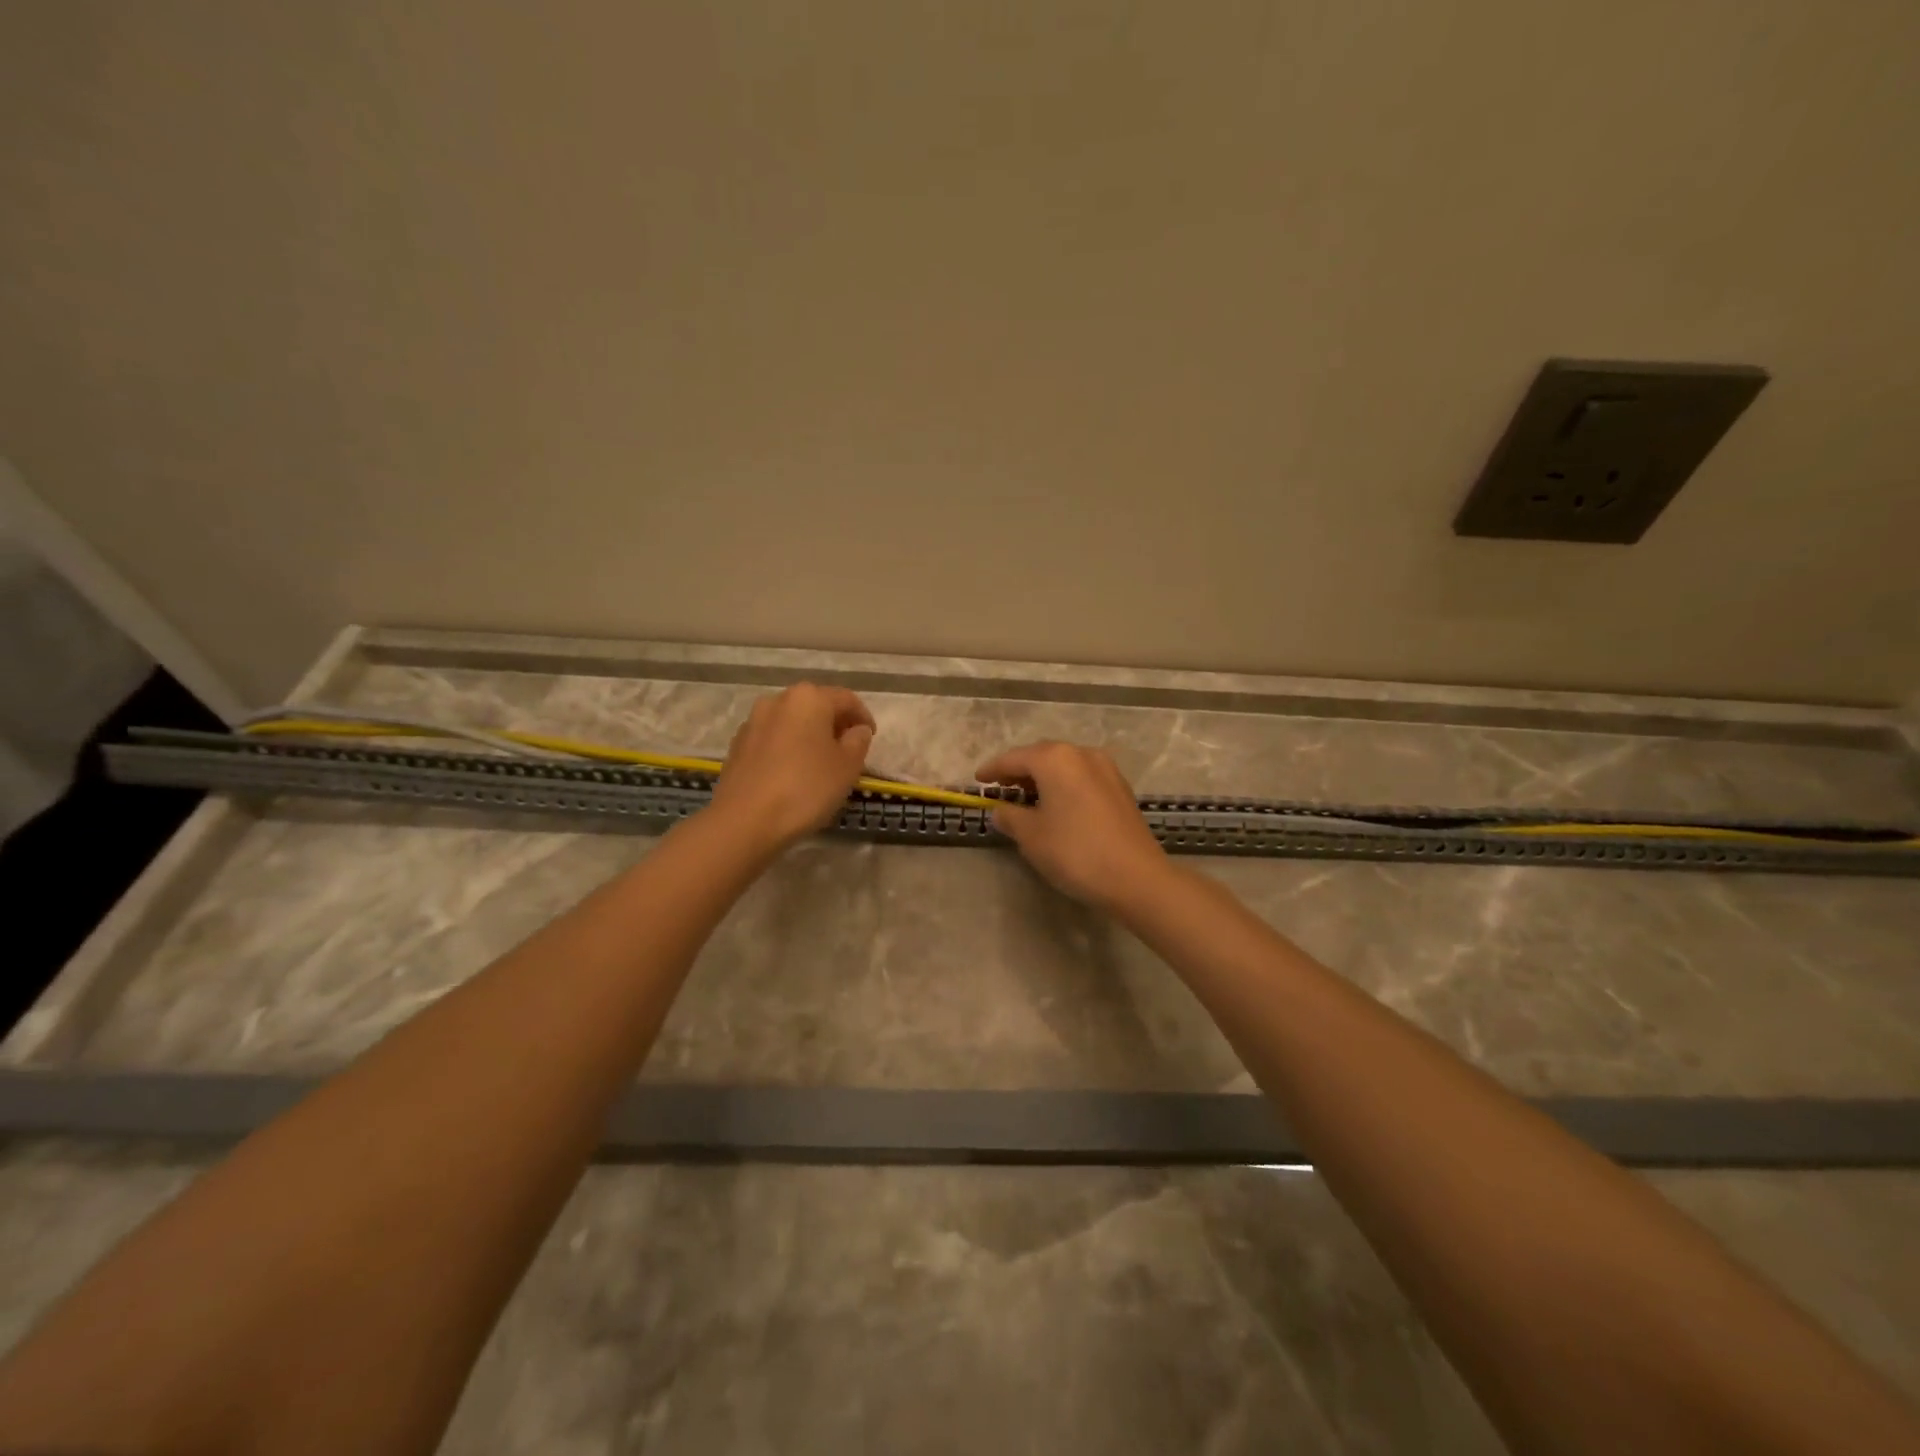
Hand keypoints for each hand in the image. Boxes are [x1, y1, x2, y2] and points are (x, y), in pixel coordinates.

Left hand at [709, 684, 875, 848]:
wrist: (744, 821)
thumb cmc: (805, 788)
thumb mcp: (847, 767)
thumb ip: (858, 741)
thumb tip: (857, 730)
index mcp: (809, 698)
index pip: (846, 699)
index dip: (863, 717)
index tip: (872, 737)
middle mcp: (778, 700)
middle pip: (816, 706)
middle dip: (835, 724)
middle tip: (849, 750)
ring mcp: (753, 722)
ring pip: (792, 722)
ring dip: (810, 736)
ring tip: (821, 763)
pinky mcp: (738, 745)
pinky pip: (773, 740)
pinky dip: (788, 749)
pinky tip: (793, 773)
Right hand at [975, 741, 1169, 909]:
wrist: (1136, 877)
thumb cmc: (1074, 851)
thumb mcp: (1031, 836)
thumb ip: (1010, 817)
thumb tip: (1000, 810)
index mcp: (1055, 759)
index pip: (1014, 758)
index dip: (992, 769)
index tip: (977, 779)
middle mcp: (1081, 754)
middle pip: (1041, 756)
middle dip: (1019, 770)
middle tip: (1000, 788)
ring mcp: (1106, 769)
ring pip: (1064, 766)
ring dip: (1043, 778)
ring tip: (1026, 798)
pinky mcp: (1120, 789)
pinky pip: (1082, 778)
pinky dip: (1064, 786)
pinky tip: (1057, 806)